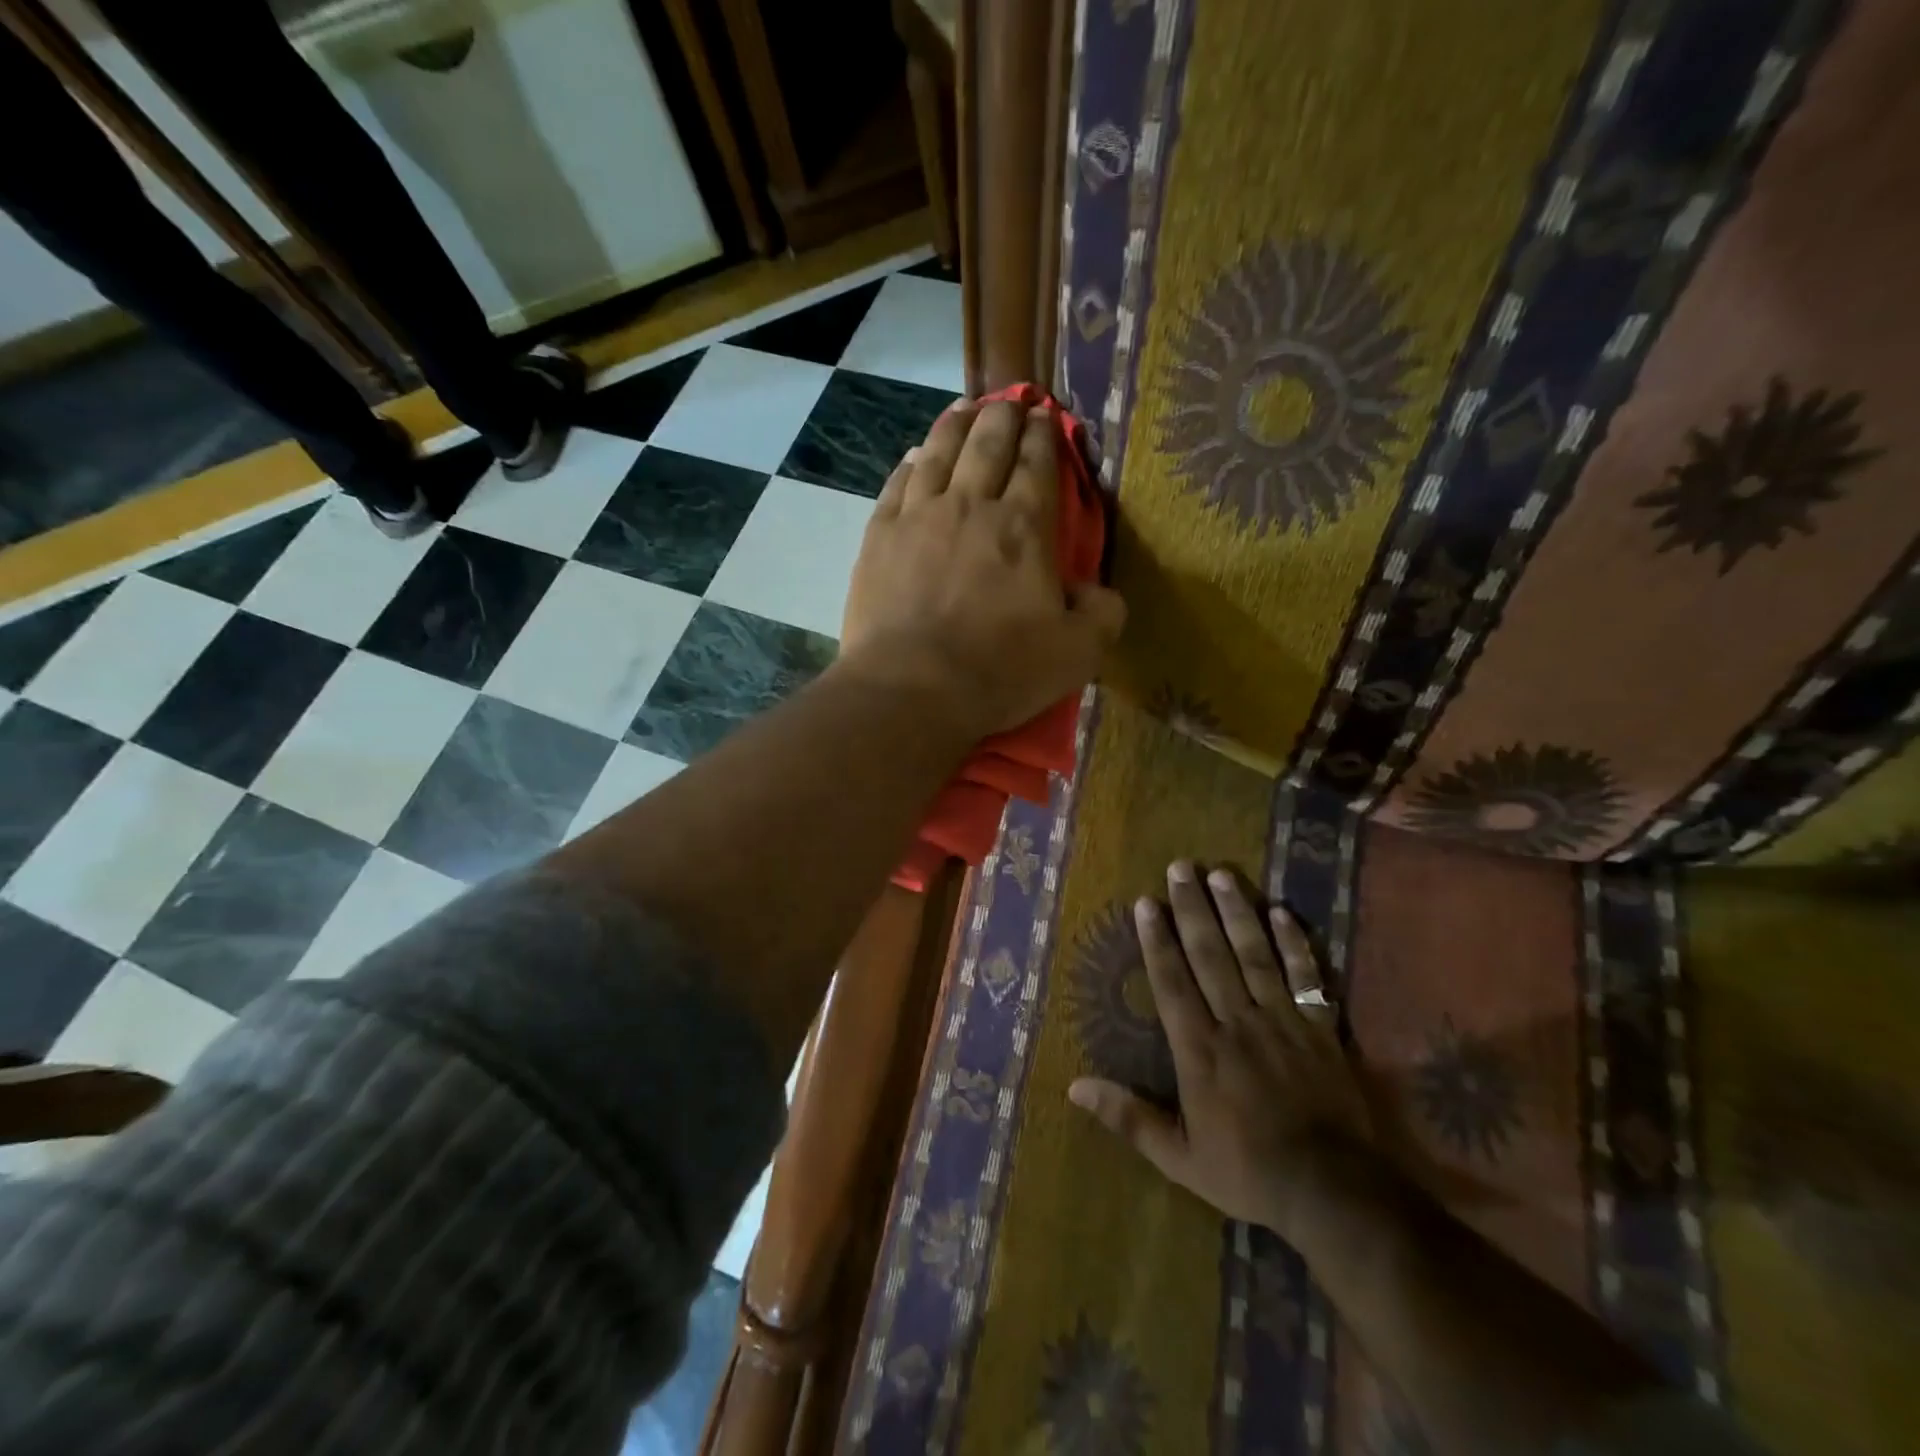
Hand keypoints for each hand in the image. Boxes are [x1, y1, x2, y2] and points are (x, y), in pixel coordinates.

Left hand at [838, 399, 1125, 738]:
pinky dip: (910, 463)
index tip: (1046, 416)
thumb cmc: (999, 671)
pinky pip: (896, 484)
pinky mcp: (879, 537)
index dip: (1044, 436)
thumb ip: (1101, 614)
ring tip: (965, 408)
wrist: (911, 689)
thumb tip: (1098, 591)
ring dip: (955, 425)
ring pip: (939, 452)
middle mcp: (971, 505)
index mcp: (1024, 527)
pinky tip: (914, 456)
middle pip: (988, 445)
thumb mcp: (1077, 653)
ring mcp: (919, 516)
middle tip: (1010, 401)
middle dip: (1003, 416)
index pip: (1037, 464)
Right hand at [1069, 862, 1372, 1237]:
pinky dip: (1295, 944)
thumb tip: (1074, 1088)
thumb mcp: (1179, 1158)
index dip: (1156, 940)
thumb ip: (1129, 1119)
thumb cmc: (1248, 1171)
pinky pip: (1306, 977)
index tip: (1146, 902)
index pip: (1172, 982)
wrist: (1333, 1191)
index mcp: (1200, 1049)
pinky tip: (1281, 912)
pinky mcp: (1319, 1028)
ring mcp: (1282, 1021)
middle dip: (1192, 908)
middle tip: (1180, 867)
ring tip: (1221, 874)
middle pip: (1210, 955)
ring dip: (1236, 912)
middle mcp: (1236, 1022)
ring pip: (1254, 954)